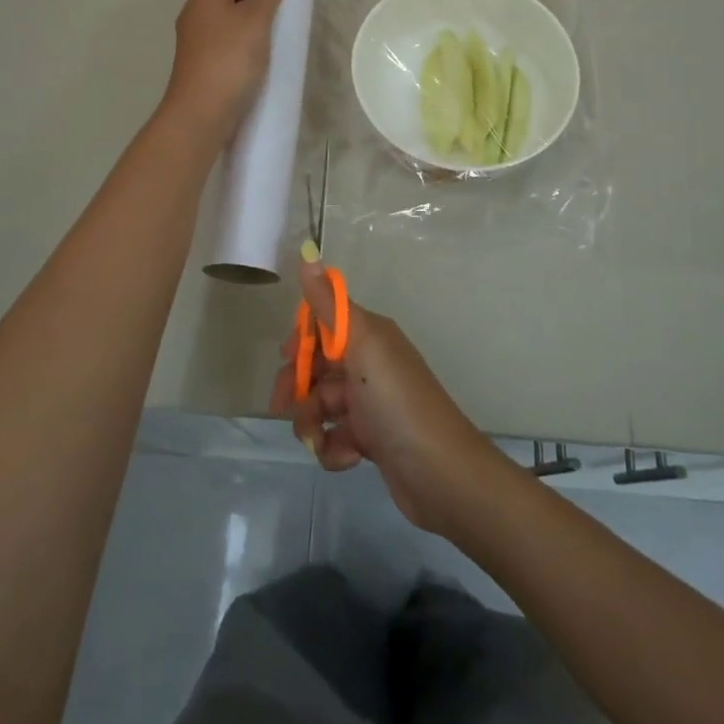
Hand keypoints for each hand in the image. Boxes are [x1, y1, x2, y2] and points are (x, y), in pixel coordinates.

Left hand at [161, 0, 286, 144]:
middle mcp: (197, 12)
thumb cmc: (229, 60)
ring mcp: (197, 39)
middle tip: (291, 9)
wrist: (200, 115)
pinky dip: (247, 43)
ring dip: (256, 24)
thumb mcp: (255, 21)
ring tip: (283, 33)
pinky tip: (264, 56)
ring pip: (232, 20)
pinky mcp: (203, 63)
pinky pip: (229, 43)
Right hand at [270, 261, 499, 535]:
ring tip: (319, 439)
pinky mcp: (370, 440)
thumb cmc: (397, 401)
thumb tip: (308, 252)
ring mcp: (369, 403)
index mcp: (369, 335)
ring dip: (312, 423)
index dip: (302, 339)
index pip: (324, 323)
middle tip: (284, 406)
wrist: (439, 471)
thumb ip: (330, 304)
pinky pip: (335, 437)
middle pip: (317, 366)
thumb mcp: (362, 345)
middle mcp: (369, 363)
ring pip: (320, 405)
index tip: (287, 357)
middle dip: (298, 386)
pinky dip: (334, 449)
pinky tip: (348, 457)